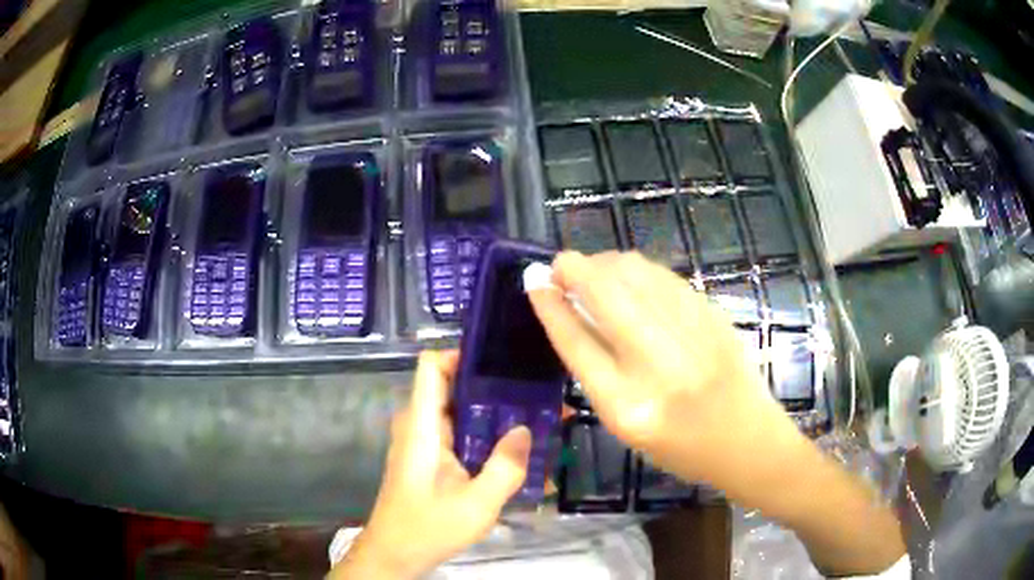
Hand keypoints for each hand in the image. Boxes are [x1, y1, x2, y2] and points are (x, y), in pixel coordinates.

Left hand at [330, 351, 531, 579]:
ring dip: (494, 416)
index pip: (431, 365)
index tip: (503, 360)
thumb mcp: (477, 503)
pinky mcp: (430, 459)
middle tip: (537, 392)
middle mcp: (419, 425)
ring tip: (537, 418)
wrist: (395, 554)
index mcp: (422, 425)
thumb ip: (505, 467)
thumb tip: (526, 429)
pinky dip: (485, 437)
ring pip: (460, 413)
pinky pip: (459, 435)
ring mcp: (424, 442)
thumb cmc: (428, 528)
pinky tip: (516, 452)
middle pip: (453, 387)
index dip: (462, 353)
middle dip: (494, 388)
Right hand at [528, 252, 905, 575]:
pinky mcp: (712, 316)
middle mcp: (659, 365)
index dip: (551, 305)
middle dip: (574, 268)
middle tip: (561, 266)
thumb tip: (569, 313)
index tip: (535, 281)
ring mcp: (691, 334)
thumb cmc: (679, 446)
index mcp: (627, 406)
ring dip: (605, 263)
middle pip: (605, 294)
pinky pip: (663, 277)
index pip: (577, 341)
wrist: (746, 439)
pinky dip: (637, 270)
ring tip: (593, 271)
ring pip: (636, 274)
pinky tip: (630, 277)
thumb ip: (596, 369)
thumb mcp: (626, 424)